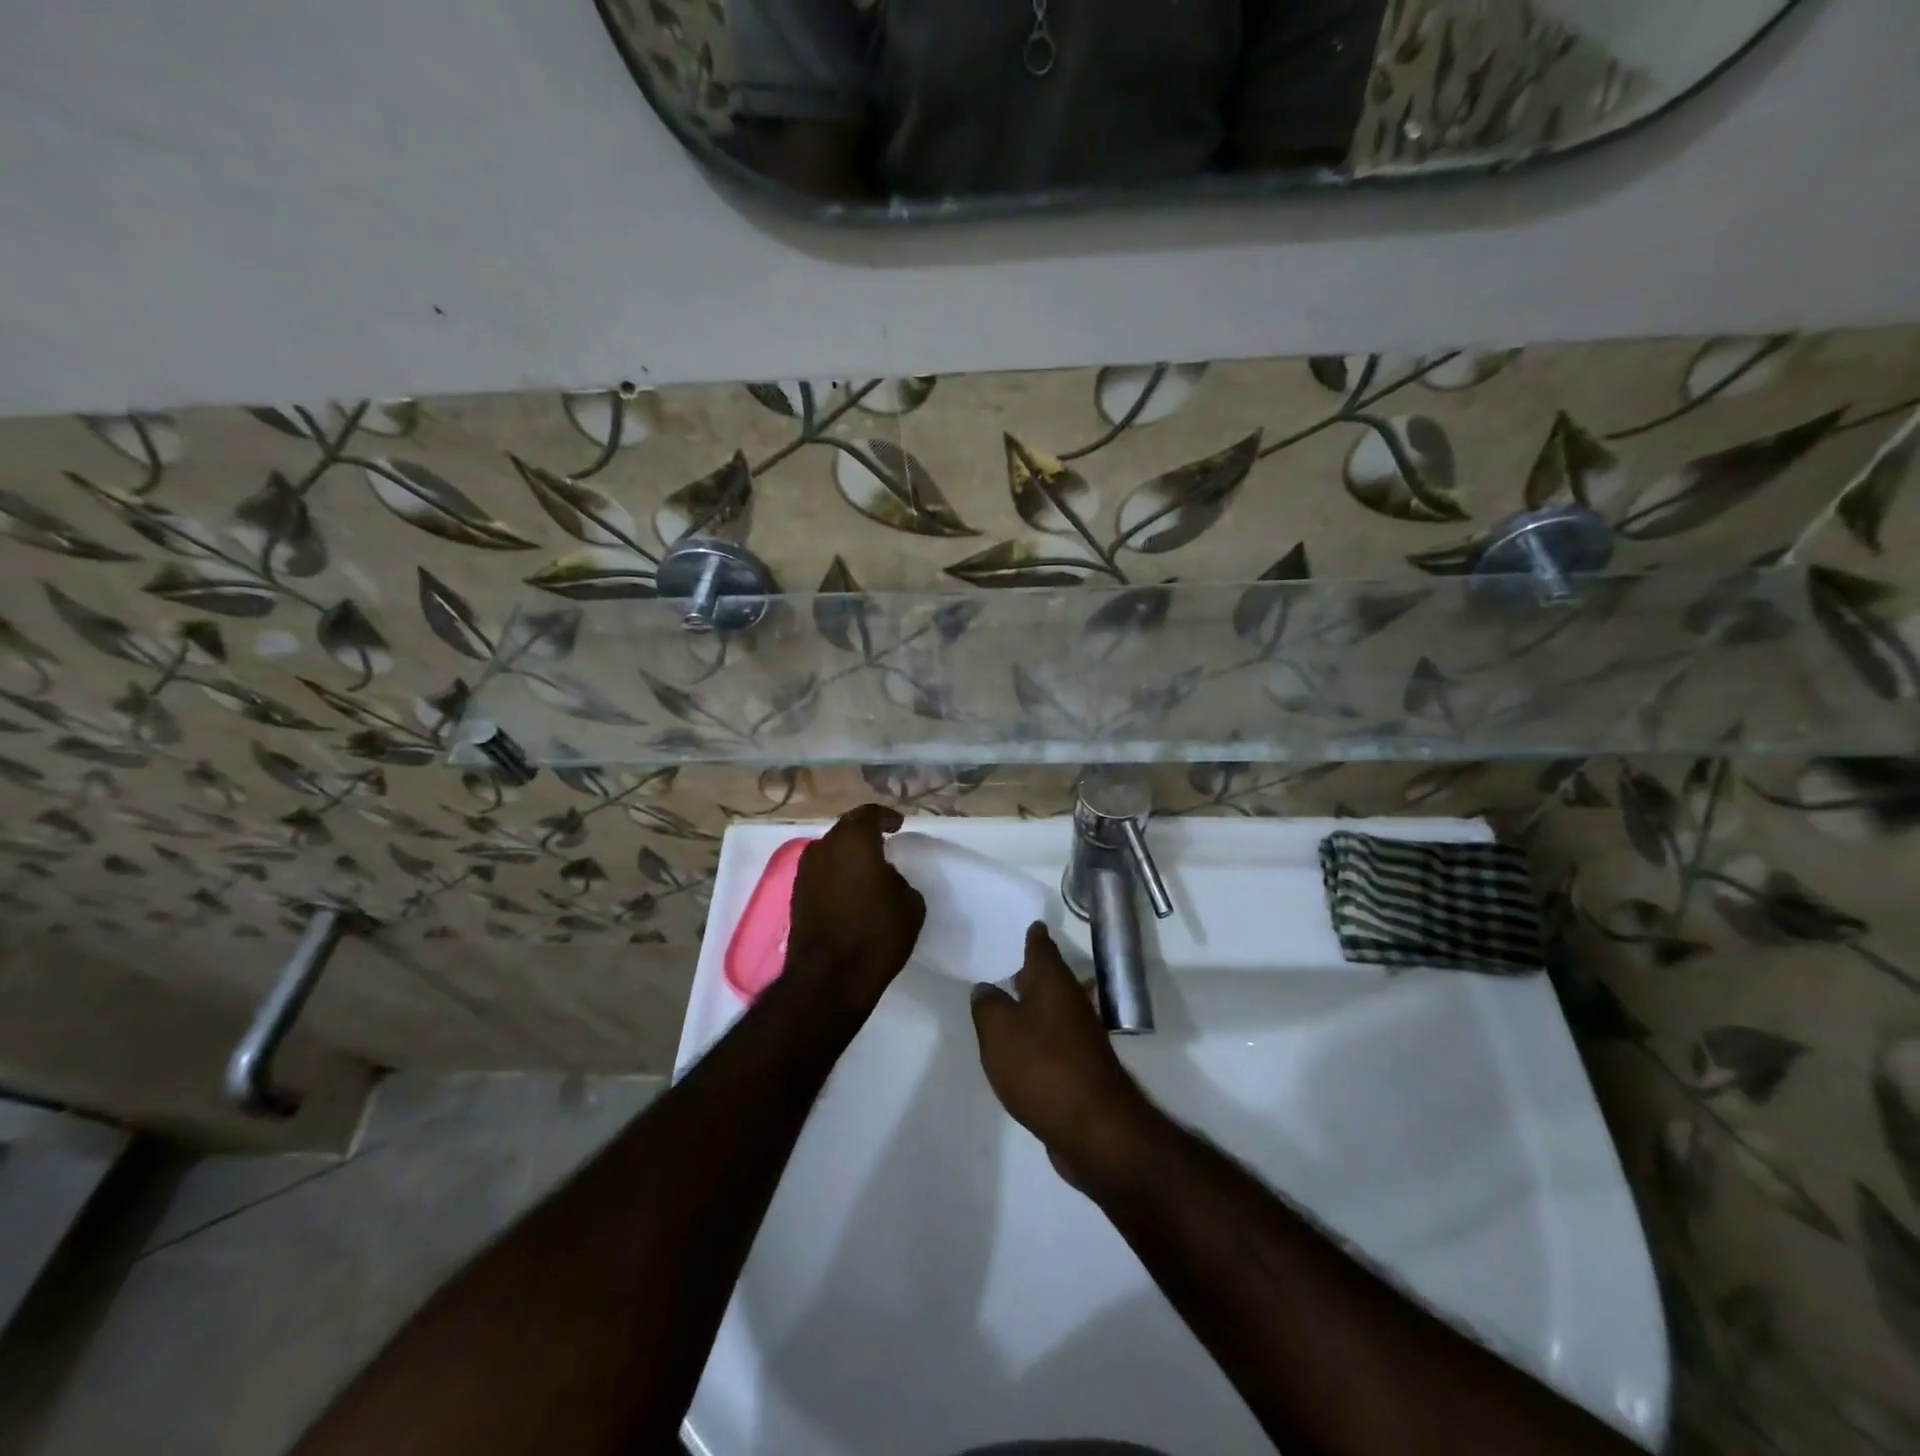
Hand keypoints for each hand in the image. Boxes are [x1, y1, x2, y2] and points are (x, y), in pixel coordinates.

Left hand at [786, 804, 925, 1014]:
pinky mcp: (796, 896)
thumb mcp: (909, 904)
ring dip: (847, 854)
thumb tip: (884, 877)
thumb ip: (898, 879)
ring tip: (866, 867)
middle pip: (846, 829)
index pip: (870, 814)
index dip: (886, 817)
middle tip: (883, 841)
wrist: (829, 978)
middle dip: (864, 832)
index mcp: (854, 840)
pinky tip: (850, 889)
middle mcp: (824, 847)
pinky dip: (835, 873)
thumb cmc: (876, 934)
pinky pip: (821, 872)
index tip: (898, 825)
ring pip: (830, 850)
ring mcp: (805, 872)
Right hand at [971, 923, 1150, 1188]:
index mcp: (1053, 982)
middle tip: (1010, 962)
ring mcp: (1082, 1035)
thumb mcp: (998, 1030)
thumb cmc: (1041, 1066)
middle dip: (1033, 970)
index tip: (1031, 924)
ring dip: (1036, 1003)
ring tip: (1010, 1003)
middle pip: (1051, 976)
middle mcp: (1072, 1000)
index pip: (1042, 946)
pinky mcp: (1083, 1066)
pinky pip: (1057, 1038)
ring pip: (1055, 1007)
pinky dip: (1041, 1035)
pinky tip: (1024, 1047)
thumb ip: (987, 1004)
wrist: (1093, 1127)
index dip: (1034, 935)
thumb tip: (987, 989)